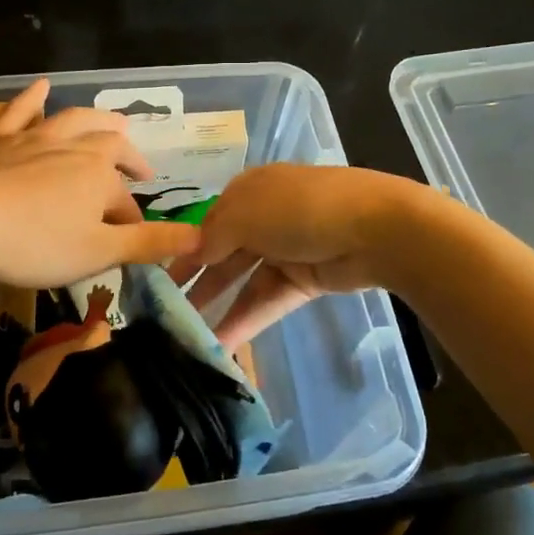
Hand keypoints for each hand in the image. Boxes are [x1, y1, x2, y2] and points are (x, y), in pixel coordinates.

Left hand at [0, 79, 199, 286]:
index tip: (131, 244)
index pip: (125, 203)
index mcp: (100, 175)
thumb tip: (199, 237)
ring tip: (116, 123)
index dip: (132, 223)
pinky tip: (42, 86)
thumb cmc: (32, 243)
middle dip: (128, 160)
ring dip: (98, 122)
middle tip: (141, 171)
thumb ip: (148, 244)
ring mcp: (33, 139)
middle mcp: (73, 148)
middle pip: (110, 148)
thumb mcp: (97, 253)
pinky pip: (20, 112)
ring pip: (74, 122)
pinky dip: (34, 98)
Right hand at [170, 164, 421, 348]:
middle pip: (223, 252)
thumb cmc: (299, 210)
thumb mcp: (243, 214)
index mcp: (249, 190)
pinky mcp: (304, 280)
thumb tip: (192, 253)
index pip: (207, 222)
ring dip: (218, 306)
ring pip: (243, 280)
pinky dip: (246, 319)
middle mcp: (265, 217)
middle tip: (164, 313)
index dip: (183, 249)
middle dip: (196, 281)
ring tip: (187, 336)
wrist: (376, 228)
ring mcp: (287, 249)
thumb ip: (211, 237)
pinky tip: (222, 343)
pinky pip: (267, 300)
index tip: (157, 278)